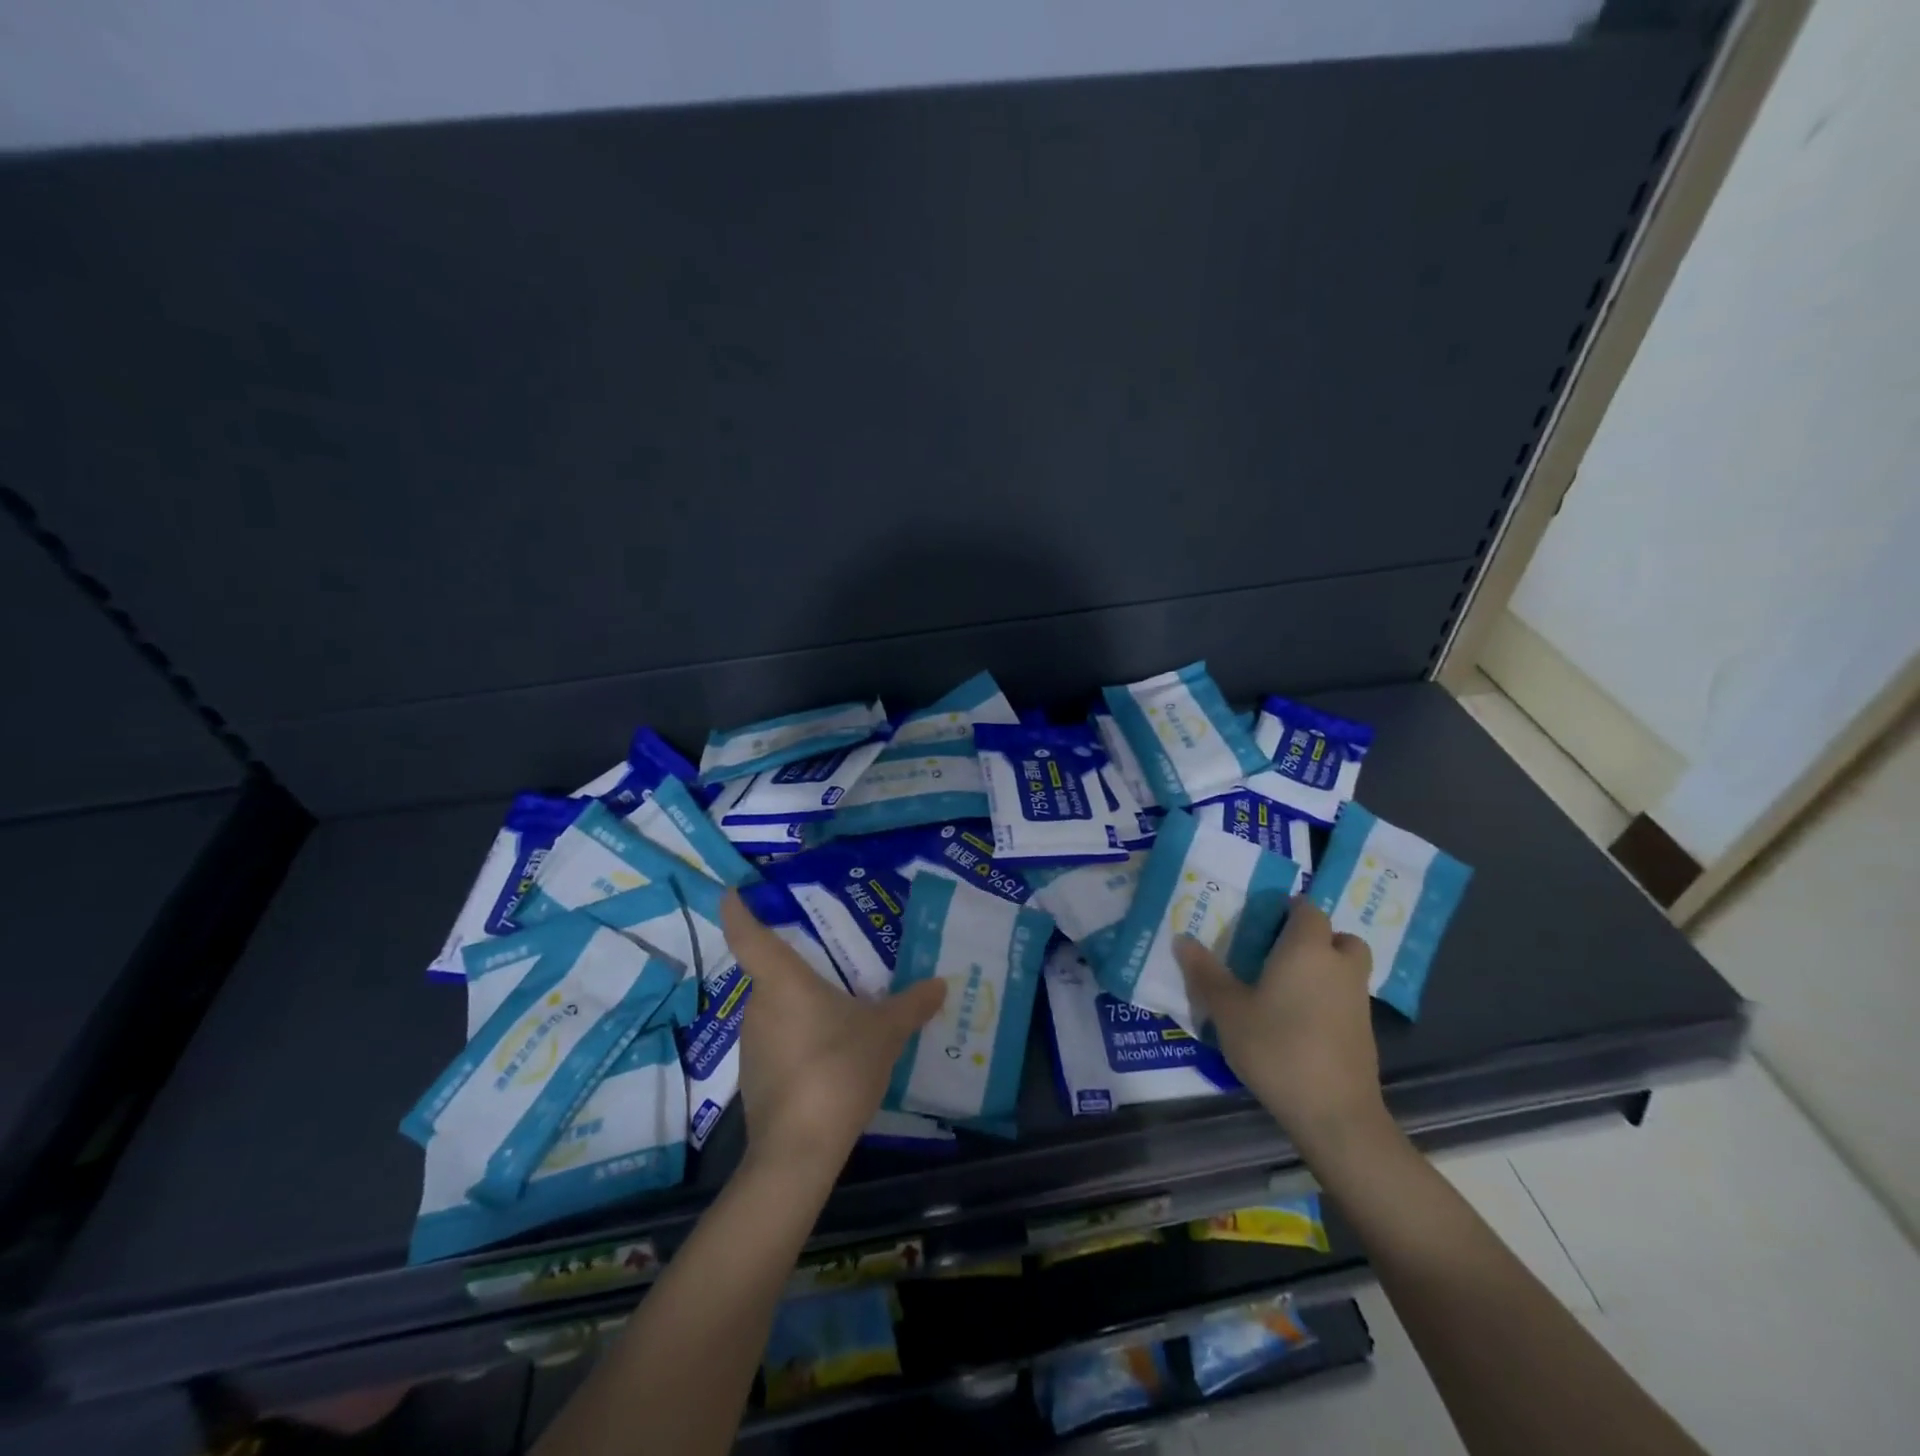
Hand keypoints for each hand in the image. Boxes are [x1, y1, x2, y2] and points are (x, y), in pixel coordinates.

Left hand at [720, 891, 946, 1176]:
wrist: (799, 1149)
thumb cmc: (838, 1068)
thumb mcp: (885, 1033)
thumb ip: (911, 1005)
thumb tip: (940, 984)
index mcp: (782, 982)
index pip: (748, 935)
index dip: (737, 910)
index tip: (733, 891)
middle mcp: (759, 1006)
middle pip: (771, 974)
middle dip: (797, 966)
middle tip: (833, 959)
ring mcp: (752, 1044)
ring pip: (777, 1010)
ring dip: (802, 1006)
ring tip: (841, 1007)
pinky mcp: (756, 1078)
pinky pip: (779, 1042)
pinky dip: (801, 1038)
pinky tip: (832, 1052)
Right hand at [1175, 898, 1385, 1153]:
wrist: (1334, 1113)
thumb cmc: (1276, 1048)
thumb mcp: (1228, 1010)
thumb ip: (1205, 973)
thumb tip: (1182, 939)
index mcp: (1307, 949)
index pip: (1308, 908)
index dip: (1288, 909)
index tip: (1262, 921)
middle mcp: (1339, 965)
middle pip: (1337, 935)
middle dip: (1314, 938)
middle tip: (1278, 953)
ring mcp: (1358, 999)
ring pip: (1346, 967)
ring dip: (1324, 968)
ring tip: (1285, 987)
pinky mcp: (1364, 1031)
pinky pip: (1347, 997)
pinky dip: (1329, 998)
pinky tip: (1299, 1021)